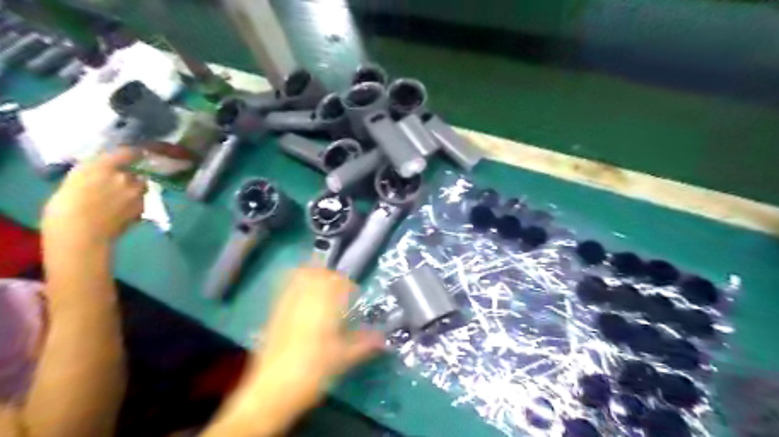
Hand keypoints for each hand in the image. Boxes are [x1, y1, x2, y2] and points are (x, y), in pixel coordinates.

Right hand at [41, 147, 142, 247]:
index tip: (136, 153)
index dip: (134, 153)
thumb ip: (95, 170)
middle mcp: (125, 176)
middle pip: (135, 174)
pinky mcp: (143, 207)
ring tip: (119, 201)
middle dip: (129, 178)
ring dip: (134, 191)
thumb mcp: (75, 179)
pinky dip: (135, 204)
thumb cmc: (66, 206)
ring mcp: (137, 192)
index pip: (129, 153)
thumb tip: (108, 165)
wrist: (81, 233)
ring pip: (140, 187)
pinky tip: (121, 212)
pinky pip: (141, 201)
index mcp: (104, 166)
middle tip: (116, 187)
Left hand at [220, 268, 384, 431]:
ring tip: (322, 287)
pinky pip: (286, 288)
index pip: (337, 282)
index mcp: (324, 308)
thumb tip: (383, 338)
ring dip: (314, 275)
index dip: (348, 284)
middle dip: (331, 275)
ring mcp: (287, 304)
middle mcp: (305, 300)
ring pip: (300, 276)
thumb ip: (364, 344)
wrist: (271, 391)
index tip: (355, 294)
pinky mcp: (274, 313)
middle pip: (318, 273)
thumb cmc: (312, 373)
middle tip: (340, 288)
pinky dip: (296, 283)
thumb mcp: (342, 359)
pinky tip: (303, 296)